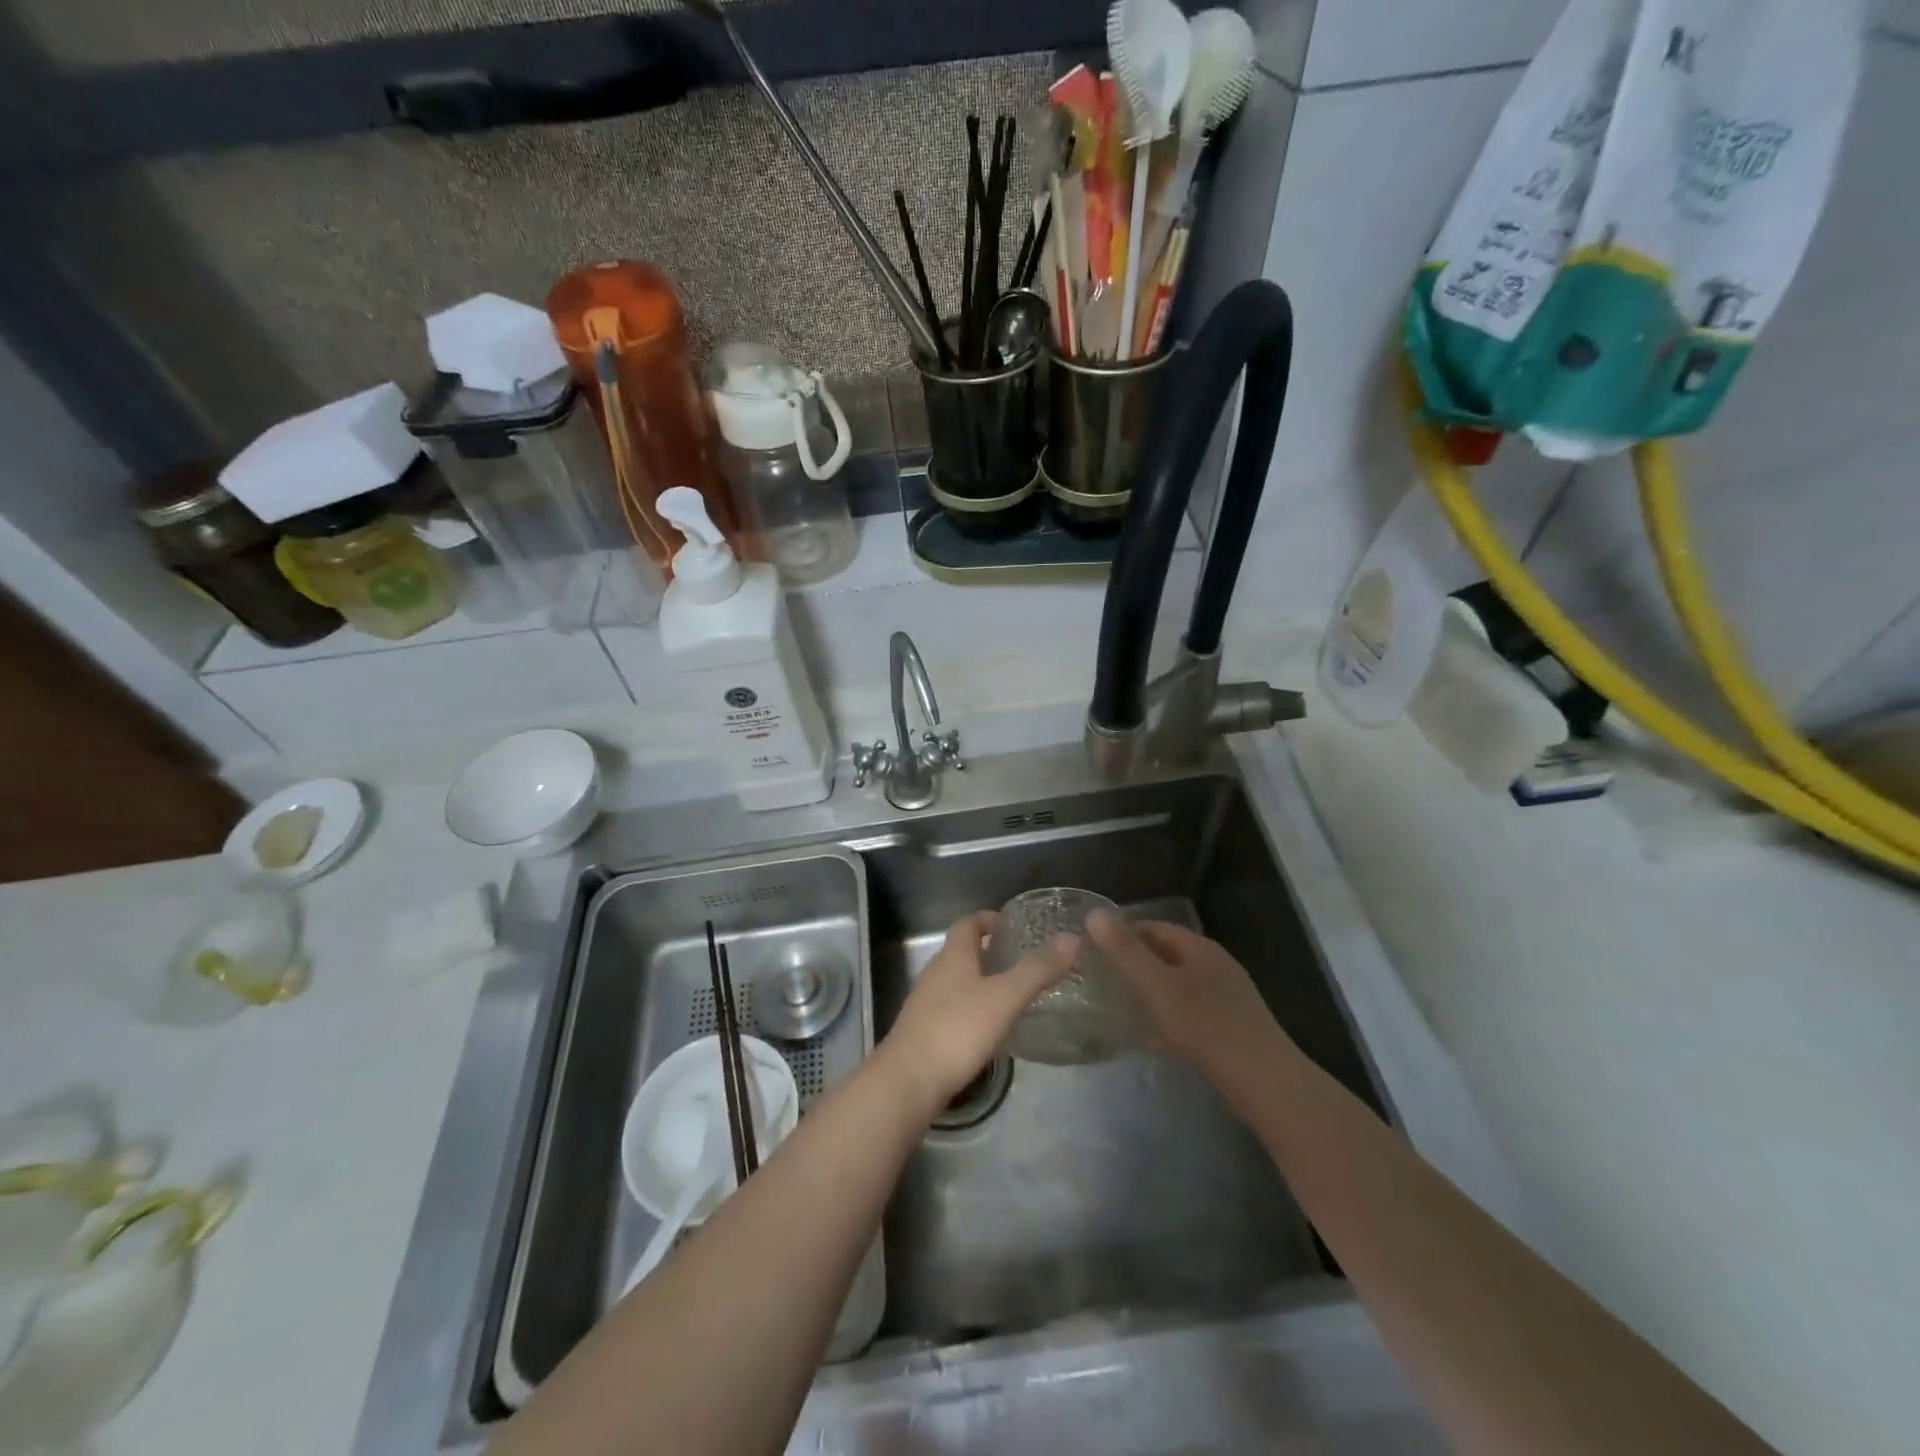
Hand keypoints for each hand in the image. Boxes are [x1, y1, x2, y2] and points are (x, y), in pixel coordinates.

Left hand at [879, 911, 1077, 1112]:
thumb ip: (1037, 969)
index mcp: (953, 955)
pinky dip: (974, 1007)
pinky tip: (992, 1027)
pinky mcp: (925, 1030)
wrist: (909, 1080)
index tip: (1014, 926)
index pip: (968, 923)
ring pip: (958, 980)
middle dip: (990, 951)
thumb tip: (1071, 937)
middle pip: (963, 951)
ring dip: (983, 980)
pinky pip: (953, 1007)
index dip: (989, 919)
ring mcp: (927, 1002)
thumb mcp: (1005, 997)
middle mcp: (936, 972)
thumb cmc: (958, 1029)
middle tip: (1024, 960)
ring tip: (1014, 993)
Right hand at [1089, 910, 1290, 1090]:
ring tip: (1117, 1004)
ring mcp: (1226, 998)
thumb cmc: (1206, 1026)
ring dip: (1149, 991)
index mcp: (1200, 948)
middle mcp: (1215, 966)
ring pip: (1178, 986)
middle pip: (1167, 955)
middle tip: (1099, 976)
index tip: (1092, 946)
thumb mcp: (1158, 986)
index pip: (1155, 927)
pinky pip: (1189, 1013)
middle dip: (1134, 962)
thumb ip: (1125, 951)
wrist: (1265, 1082)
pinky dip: (1166, 1018)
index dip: (1123, 932)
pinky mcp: (1230, 1028)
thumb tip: (1094, 912)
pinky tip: (1149, 1038)